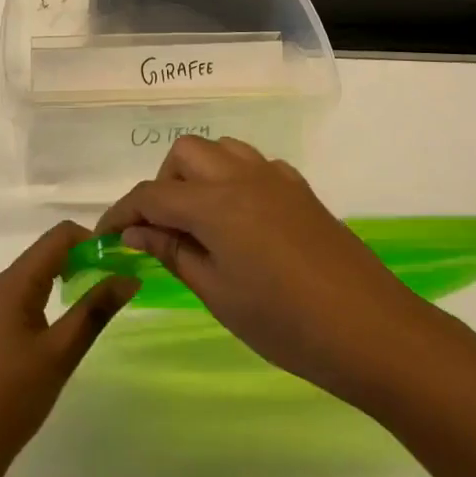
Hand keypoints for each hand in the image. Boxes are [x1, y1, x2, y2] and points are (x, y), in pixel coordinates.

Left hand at [0, 222, 137, 476]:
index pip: (60, 235)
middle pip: (50, 250)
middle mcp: (4, 285)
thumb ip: (95, 310)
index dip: (94, 241)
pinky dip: (56, 294)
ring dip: (72, 275)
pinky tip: (71, 322)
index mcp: (16, 283)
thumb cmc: (11, 398)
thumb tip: (130, 277)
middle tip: (119, 281)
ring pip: (41, 272)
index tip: (122, 262)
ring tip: (102, 299)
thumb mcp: (60, 353)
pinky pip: (32, 294)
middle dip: (86, 257)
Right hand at [95, 136, 432, 404]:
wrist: (369, 328)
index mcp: (216, 203)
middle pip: (184, 154)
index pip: (152, 194)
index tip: (105, 237)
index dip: (121, 213)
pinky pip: (252, 163)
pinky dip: (232, 178)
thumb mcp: (218, 294)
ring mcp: (275, 177)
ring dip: (198, 174)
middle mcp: (242, 175)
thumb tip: (135, 231)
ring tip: (199, 222)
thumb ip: (174, 252)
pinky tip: (241, 220)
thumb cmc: (285, 323)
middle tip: (162, 231)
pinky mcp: (299, 187)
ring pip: (220, 149)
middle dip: (163, 185)